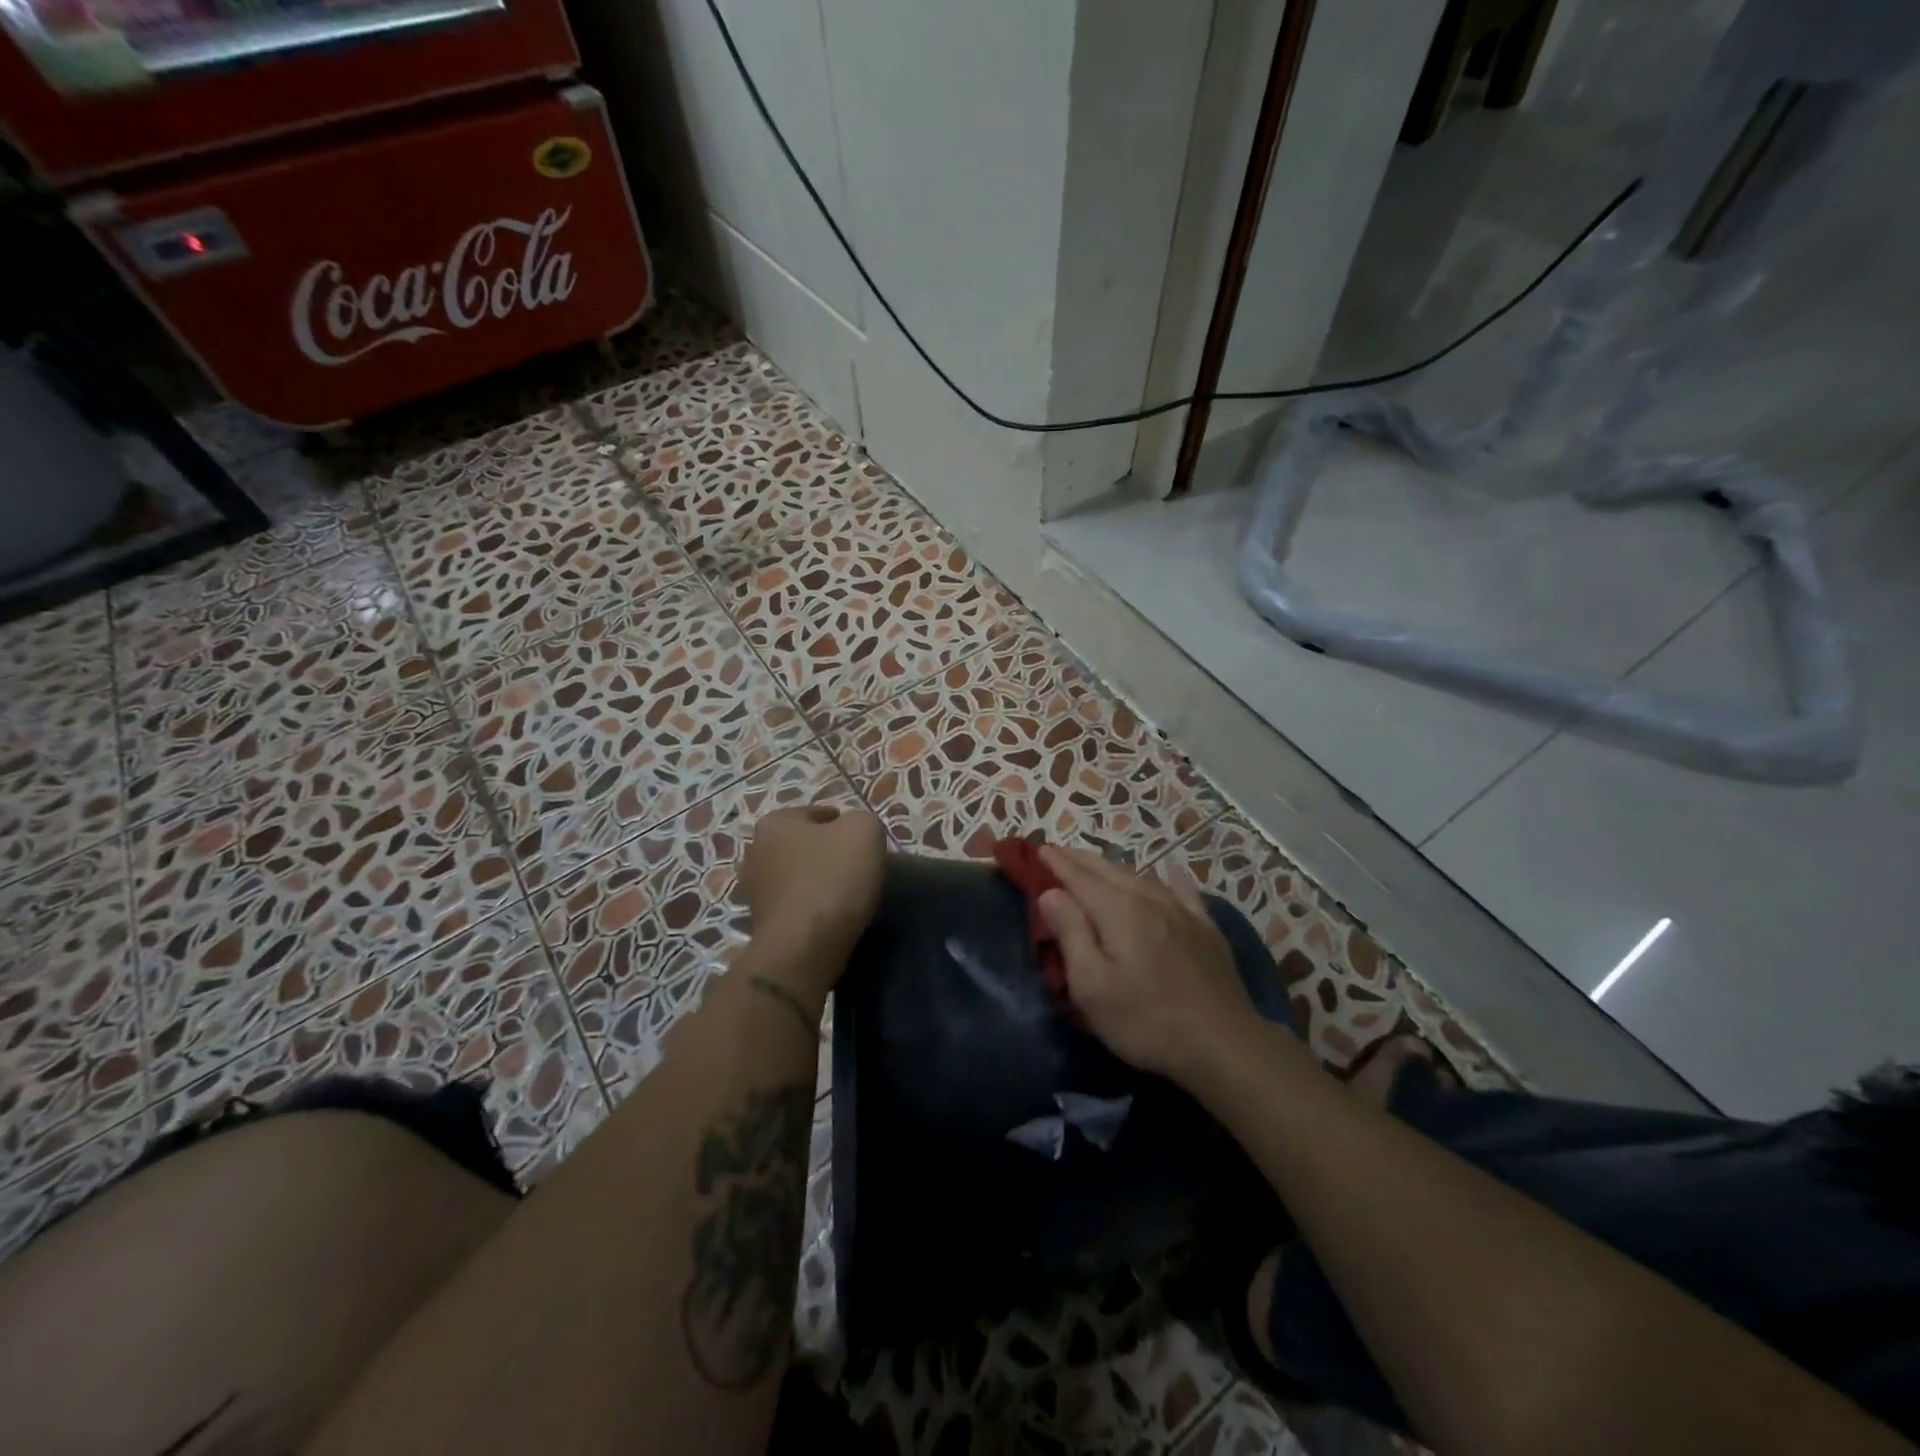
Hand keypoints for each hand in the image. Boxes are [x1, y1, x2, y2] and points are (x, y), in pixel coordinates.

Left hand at [738, 804, 886, 992]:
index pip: (817, 814)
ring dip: (817, 880)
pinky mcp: (760, 921)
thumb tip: (852, 832)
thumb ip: (861, 820)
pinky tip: (829, 915)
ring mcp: (753, 888)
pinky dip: (810, 906)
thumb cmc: (834, 878)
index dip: (845, 826)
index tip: (863, 845)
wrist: (806, 947)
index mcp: (774, 822)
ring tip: (846, 895)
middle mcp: (755, 850)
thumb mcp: (865, 830)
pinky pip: (794, 903)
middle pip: (804, 844)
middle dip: (826, 852)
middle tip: (856, 868)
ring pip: (797, 874)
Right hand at [1037, 845, 1260, 1082]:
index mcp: (1117, 910)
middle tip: (1058, 853)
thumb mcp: (1092, 987)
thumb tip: (1050, 893)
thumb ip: (1071, 933)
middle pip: (1107, 870)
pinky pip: (1179, 890)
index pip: (1078, 876)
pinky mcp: (1205, 927)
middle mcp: (1149, 898)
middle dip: (1079, 859)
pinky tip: (1167, 875)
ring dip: (1111, 868)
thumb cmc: (1146, 1021)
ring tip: (1096, 867)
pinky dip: (1164, 878)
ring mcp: (1182, 910)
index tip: (1038, 850)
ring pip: (1139, 876)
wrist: (1224, 1044)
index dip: (1056, 863)